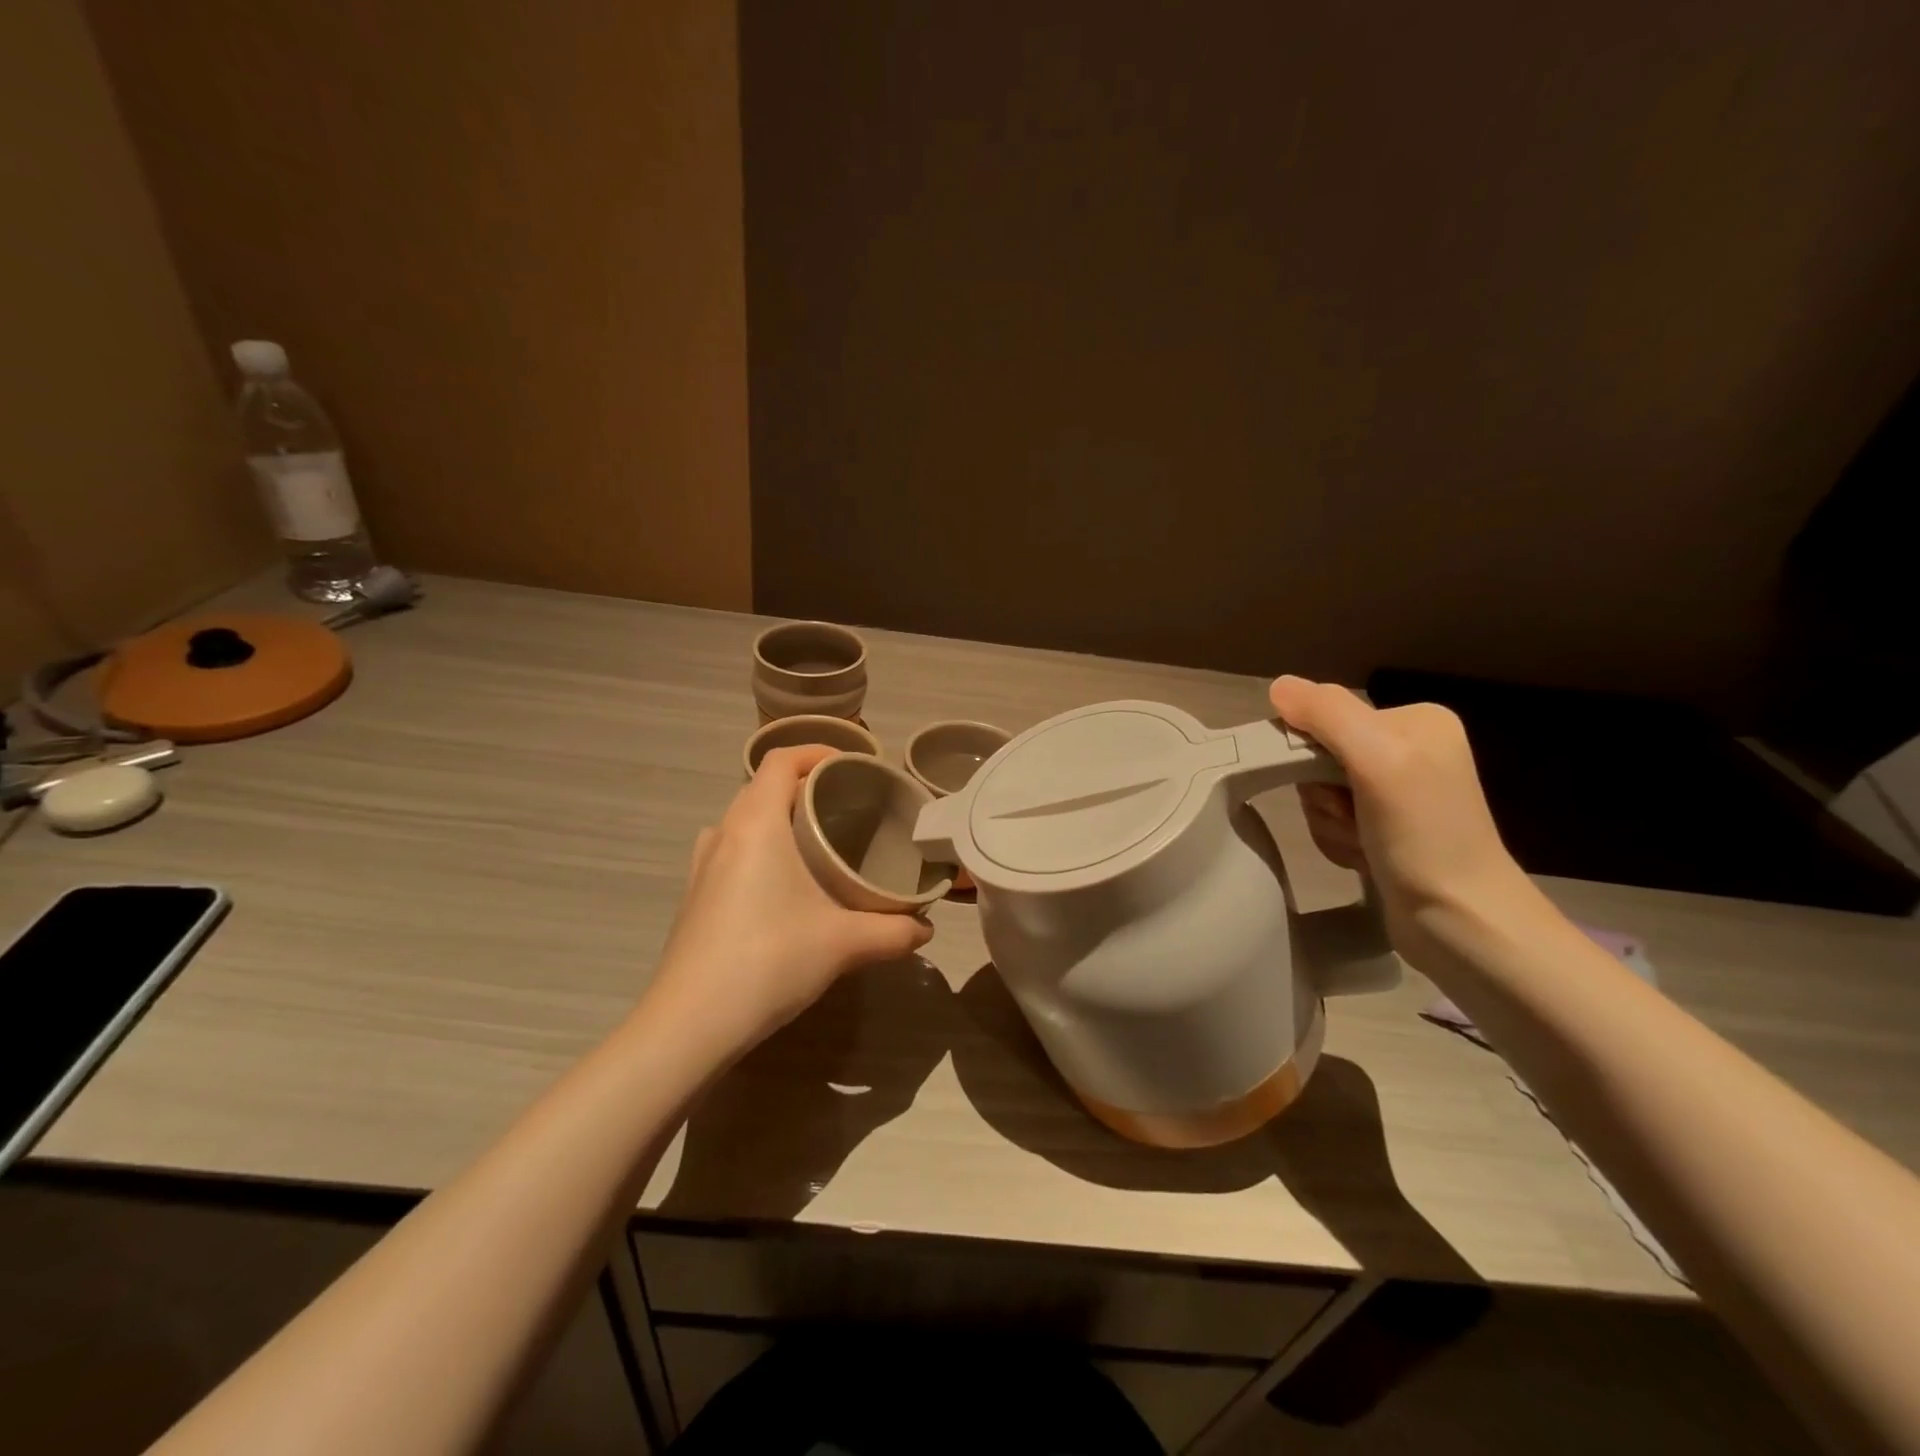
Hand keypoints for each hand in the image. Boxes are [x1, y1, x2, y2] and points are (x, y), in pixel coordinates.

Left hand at [645, 745, 933, 1061]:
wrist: (690, 1024)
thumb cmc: (769, 961)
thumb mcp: (843, 943)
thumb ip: (893, 931)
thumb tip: (926, 930)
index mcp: (756, 824)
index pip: (780, 760)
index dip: (816, 751)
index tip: (852, 765)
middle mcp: (723, 834)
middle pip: (761, 786)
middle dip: (803, 786)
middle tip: (845, 806)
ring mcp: (701, 866)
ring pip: (742, 819)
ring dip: (776, 817)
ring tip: (813, 841)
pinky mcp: (693, 896)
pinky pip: (729, 849)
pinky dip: (757, 847)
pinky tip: (780, 884)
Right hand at [1269, 676, 1550, 970]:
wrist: (1461, 922)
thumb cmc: (1424, 835)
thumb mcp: (1378, 760)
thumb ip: (1328, 714)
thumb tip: (1278, 685)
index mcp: (1415, 721)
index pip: (1326, 717)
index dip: (1310, 753)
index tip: (1334, 786)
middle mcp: (1407, 750)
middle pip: (1318, 756)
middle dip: (1321, 794)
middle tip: (1351, 818)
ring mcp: (1396, 793)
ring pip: (1319, 793)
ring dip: (1327, 822)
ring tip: (1362, 844)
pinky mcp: (1385, 830)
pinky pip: (1330, 821)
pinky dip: (1337, 841)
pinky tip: (1364, 858)